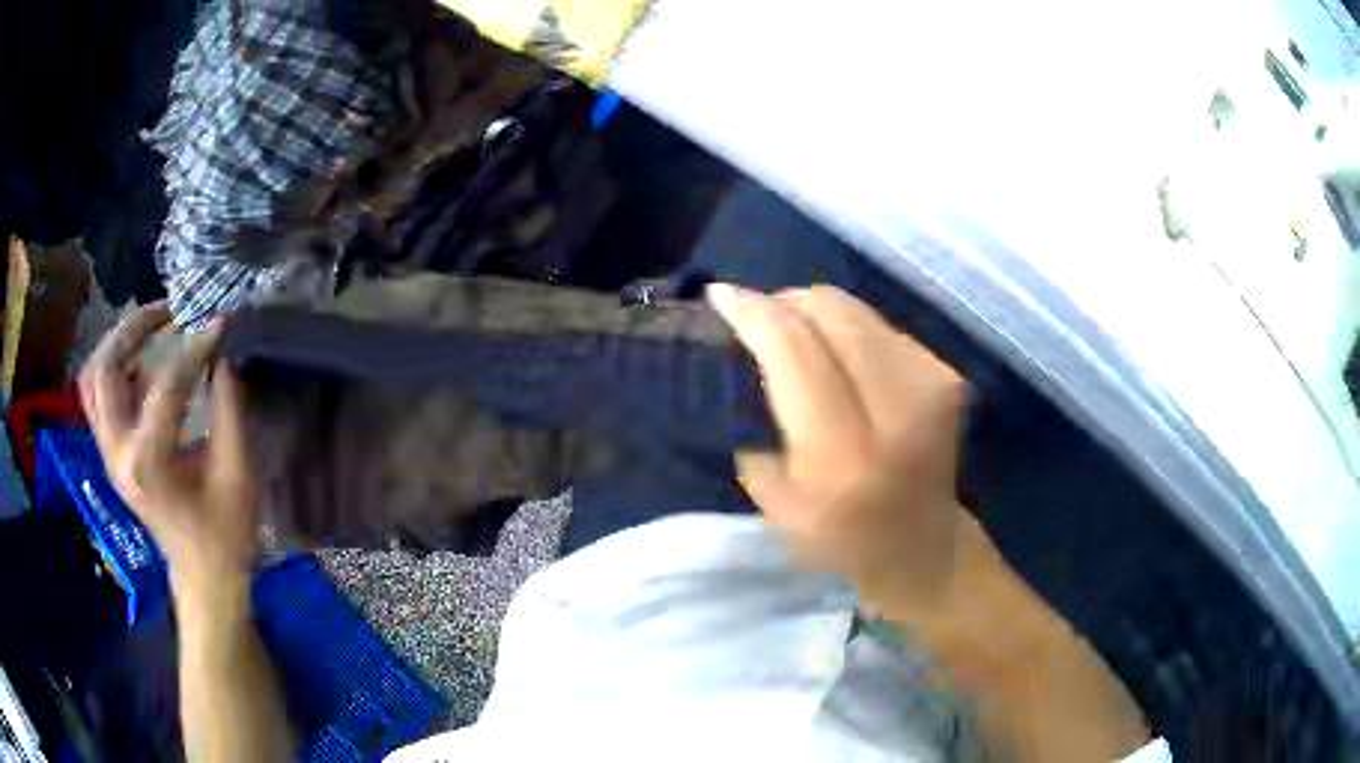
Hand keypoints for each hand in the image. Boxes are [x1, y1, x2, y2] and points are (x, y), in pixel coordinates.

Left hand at [78, 305, 259, 590]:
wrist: (202, 577)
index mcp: (148, 462)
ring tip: (150, 331)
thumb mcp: (237, 474)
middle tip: (170, 313)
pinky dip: (113, 370)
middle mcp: (117, 452)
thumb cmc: (224, 534)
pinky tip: (141, 366)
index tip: (221, 325)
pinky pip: (97, 398)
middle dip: (135, 329)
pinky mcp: (110, 455)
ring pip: (92, 379)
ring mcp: (108, 454)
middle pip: (106, 368)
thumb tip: (228, 353)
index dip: (196, 347)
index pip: (166, 383)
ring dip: (118, 346)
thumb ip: (230, 408)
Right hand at [709, 283, 969, 613]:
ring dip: (815, 311)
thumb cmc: (839, 539)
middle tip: (757, 314)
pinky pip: (880, 325)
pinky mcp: (946, 374)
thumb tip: (747, 346)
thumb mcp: (776, 502)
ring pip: (856, 310)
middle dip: (783, 302)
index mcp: (844, 452)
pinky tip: (838, 354)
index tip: (720, 295)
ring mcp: (930, 384)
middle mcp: (896, 408)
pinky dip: (848, 329)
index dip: (753, 313)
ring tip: (794, 331)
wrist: (922, 545)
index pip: (794, 349)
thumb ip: (756, 423)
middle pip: (829, 313)